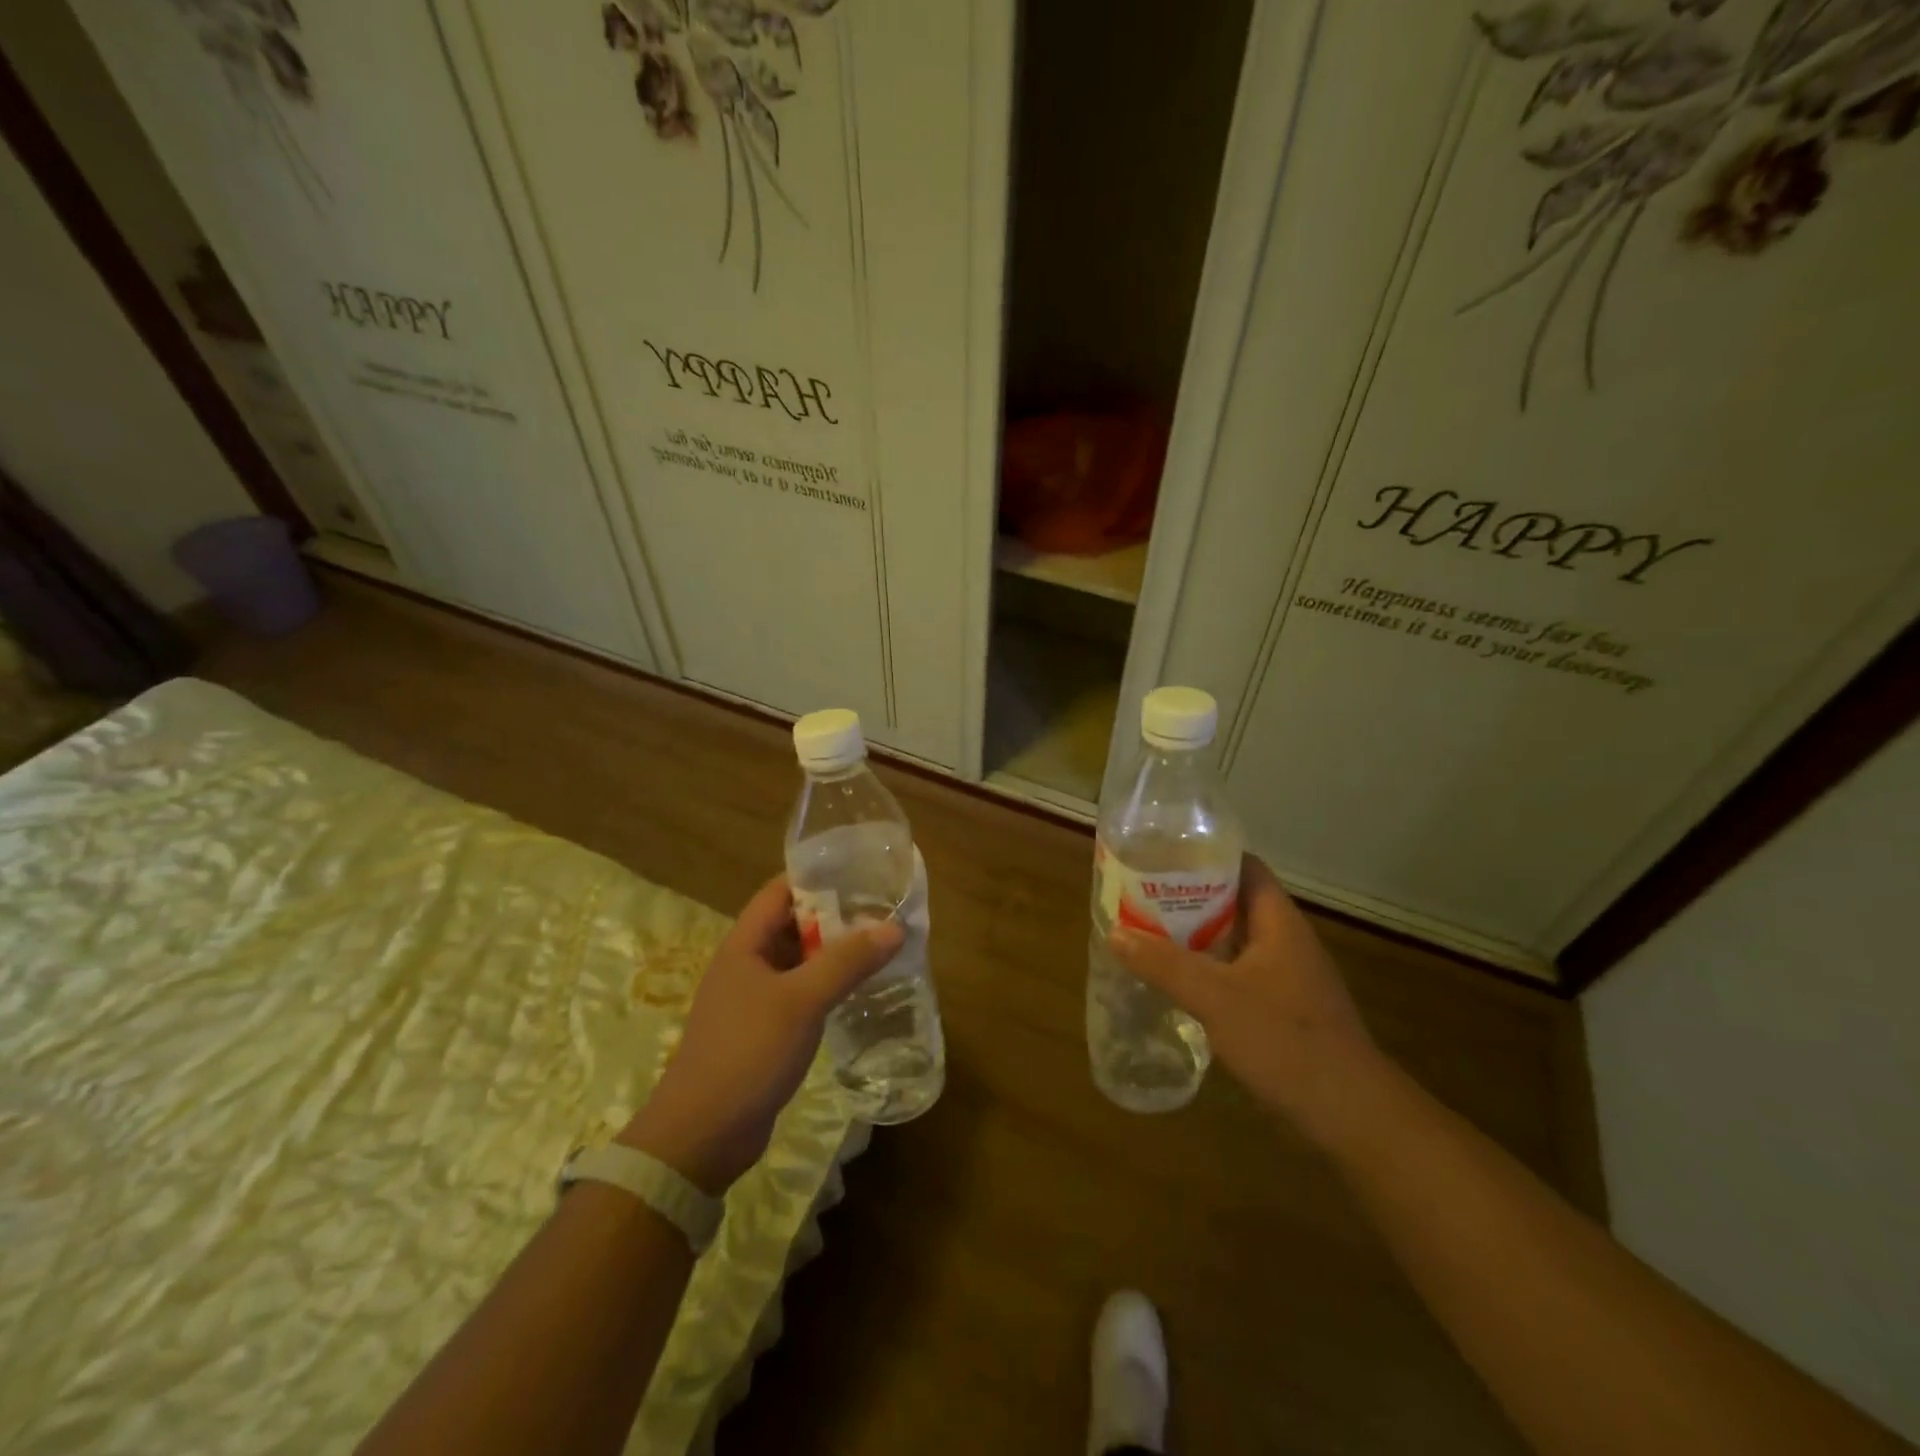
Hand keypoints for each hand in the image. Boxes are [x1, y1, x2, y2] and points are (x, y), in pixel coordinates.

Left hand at [619, 875, 902, 1193]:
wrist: (702, 1136)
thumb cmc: (747, 1053)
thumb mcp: (801, 1001)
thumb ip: (847, 962)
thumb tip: (893, 927)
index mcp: (744, 945)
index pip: (779, 891)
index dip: (816, 877)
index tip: (860, 874)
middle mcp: (745, 964)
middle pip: (791, 924)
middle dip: (833, 916)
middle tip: (880, 911)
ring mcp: (752, 1000)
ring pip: (797, 962)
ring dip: (831, 953)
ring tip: (877, 946)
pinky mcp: (762, 1031)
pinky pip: (798, 994)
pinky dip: (824, 986)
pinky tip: (855, 991)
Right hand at [1109, 855, 1381, 1147]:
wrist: (1350, 1114)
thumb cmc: (1285, 1040)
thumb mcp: (1216, 997)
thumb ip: (1164, 964)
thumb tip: (1115, 933)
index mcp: (1280, 922)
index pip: (1245, 867)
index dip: (1206, 856)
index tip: (1163, 857)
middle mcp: (1286, 942)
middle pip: (1235, 903)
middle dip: (1190, 898)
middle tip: (1143, 897)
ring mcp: (1288, 978)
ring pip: (1235, 942)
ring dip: (1197, 938)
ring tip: (1149, 934)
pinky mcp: (1284, 1010)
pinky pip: (1239, 975)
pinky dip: (1209, 971)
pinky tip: (1178, 983)